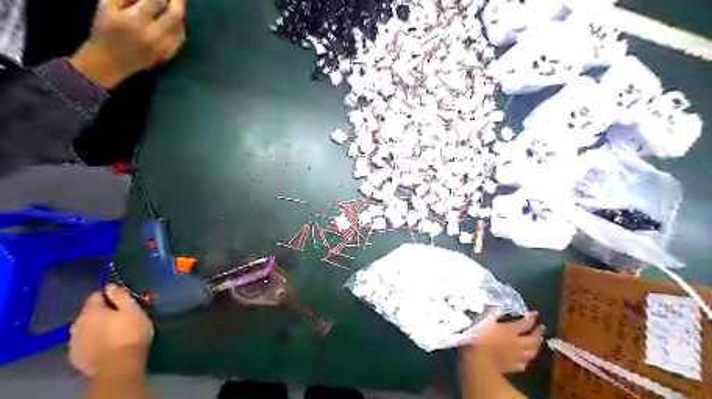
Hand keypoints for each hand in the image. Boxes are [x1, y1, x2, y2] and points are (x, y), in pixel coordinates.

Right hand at [67, 0, 185, 88]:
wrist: (111, 61)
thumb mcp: (107, 6)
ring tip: (175, 6)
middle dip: (178, 2)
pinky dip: (180, 27)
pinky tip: (177, 21)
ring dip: (180, 14)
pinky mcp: (168, 55)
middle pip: (175, 16)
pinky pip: (180, 39)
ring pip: (181, 28)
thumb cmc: (106, 30)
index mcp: (135, 20)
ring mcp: (163, 47)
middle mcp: (153, 35)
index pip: (155, 1)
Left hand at [69, 285, 154, 374]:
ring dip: (95, 327)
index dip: (108, 295)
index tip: (121, 299)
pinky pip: (83, 343)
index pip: (95, 295)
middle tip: (119, 317)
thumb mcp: (133, 309)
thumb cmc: (130, 332)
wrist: (119, 364)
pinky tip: (104, 345)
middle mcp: (77, 325)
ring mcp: (74, 343)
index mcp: (91, 311)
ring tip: (111, 332)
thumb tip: (110, 286)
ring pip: (84, 329)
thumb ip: (120, 296)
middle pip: (88, 313)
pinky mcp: (76, 357)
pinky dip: (92, 341)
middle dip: (101, 313)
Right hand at [462, 311, 546, 373]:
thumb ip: (492, 312)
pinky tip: (525, 359)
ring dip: (536, 346)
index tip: (536, 313)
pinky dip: (527, 360)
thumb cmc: (478, 336)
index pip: (525, 324)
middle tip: (541, 328)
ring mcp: (516, 357)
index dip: (531, 318)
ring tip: (538, 342)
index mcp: (510, 330)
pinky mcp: (512, 367)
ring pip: (532, 352)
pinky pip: (523, 364)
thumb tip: (498, 305)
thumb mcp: (483, 320)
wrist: (477, 359)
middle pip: (532, 339)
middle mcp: (517, 343)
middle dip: (538, 332)